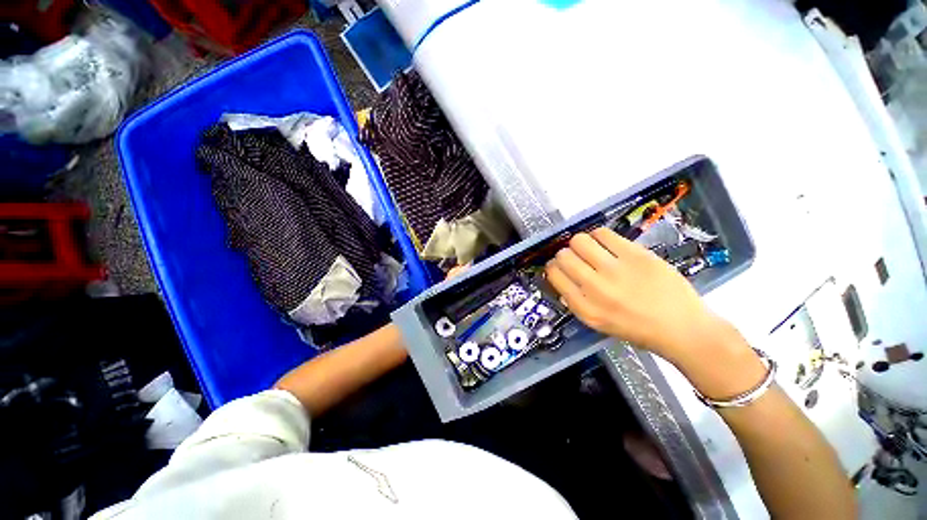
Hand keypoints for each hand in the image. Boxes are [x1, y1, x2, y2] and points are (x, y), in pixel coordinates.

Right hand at [544, 227, 735, 366]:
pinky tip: (605, 243)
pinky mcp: (636, 255)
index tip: (559, 265)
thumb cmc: (636, 328)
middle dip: (565, 254)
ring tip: (591, 249)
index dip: (553, 267)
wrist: (682, 329)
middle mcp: (595, 288)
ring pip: (579, 241)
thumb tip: (562, 275)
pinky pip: (603, 233)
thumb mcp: (597, 322)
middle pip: (564, 256)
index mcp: (584, 307)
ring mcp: (616, 270)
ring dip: (580, 243)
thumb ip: (576, 300)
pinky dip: (599, 236)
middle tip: (576, 257)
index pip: (554, 275)